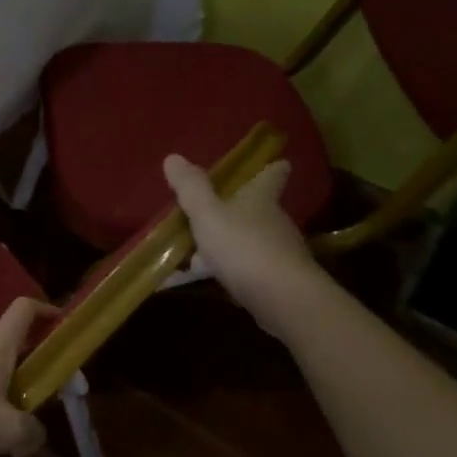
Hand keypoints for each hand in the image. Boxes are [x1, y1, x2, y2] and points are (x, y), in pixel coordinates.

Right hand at [162, 155, 318, 322]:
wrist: (282, 299)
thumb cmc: (243, 247)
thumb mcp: (208, 214)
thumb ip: (191, 189)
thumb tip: (173, 157)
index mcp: (260, 199)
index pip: (272, 175)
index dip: (270, 168)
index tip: (273, 162)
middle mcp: (273, 221)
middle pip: (258, 208)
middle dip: (238, 207)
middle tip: (210, 206)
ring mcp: (276, 252)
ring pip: (248, 239)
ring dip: (227, 241)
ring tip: (194, 248)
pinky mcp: (273, 281)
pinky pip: (242, 268)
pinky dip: (223, 270)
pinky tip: (198, 278)